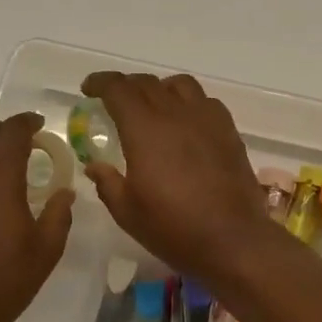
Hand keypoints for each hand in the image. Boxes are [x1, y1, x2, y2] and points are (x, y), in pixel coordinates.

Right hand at [79, 72, 274, 280]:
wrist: (233, 239)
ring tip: (153, 106)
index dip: (100, 82)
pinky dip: (189, 103)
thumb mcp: (128, 212)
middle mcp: (176, 114)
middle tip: (114, 100)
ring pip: (180, 85)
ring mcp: (207, 119)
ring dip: (159, 88)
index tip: (88, 89)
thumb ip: (107, 182)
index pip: (119, 89)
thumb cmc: (173, 228)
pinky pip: (206, 102)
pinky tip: (186, 123)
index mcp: (145, 129)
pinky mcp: (229, 131)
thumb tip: (95, 166)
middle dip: (126, 85)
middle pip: (147, 83)